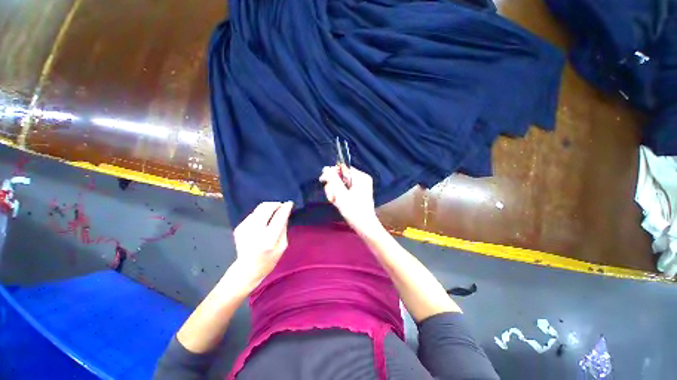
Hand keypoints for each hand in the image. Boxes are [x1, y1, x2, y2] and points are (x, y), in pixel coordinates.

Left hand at [231, 201, 293, 290]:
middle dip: (275, 204)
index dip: (285, 208)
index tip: (289, 203)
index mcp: (268, 239)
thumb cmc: (269, 260)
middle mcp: (255, 231)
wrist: (246, 269)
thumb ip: (283, 228)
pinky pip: (253, 214)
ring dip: (268, 208)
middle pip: (266, 208)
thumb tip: (284, 213)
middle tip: (281, 206)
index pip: (279, 217)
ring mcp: (244, 228)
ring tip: (273, 214)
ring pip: (258, 209)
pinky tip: (263, 222)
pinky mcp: (239, 228)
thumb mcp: (282, 246)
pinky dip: (260, 214)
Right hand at [319, 165, 380, 234]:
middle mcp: (361, 179)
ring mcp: (360, 186)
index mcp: (361, 176)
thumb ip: (333, 180)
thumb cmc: (354, 210)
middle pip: (341, 176)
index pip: (342, 168)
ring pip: (341, 184)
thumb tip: (326, 168)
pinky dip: (340, 196)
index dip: (332, 173)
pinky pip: (345, 190)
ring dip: (335, 192)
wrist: (364, 226)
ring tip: (334, 202)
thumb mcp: (341, 194)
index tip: (322, 180)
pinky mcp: (358, 193)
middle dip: (333, 186)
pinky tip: (338, 203)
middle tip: (331, 197)